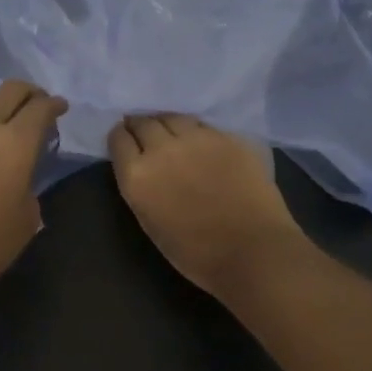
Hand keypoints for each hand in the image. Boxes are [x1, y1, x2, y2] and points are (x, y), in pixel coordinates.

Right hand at [108, 115, 310, 295]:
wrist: (253, 251)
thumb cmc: (197, 253)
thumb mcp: (150, 222)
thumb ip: (142, 187)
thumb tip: (143, 167)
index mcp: (137, 175)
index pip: (118, 138)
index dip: (121, 137)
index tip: (126, 140)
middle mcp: (162, 149)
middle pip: (144, 122)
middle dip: (141, 125)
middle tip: (145, 132)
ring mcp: (197, 139)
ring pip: (174, 117)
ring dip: (168, 123)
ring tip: (172, 132)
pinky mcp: (227, 137)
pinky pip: (204, 126)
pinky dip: (197, 131)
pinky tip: (203, 143)